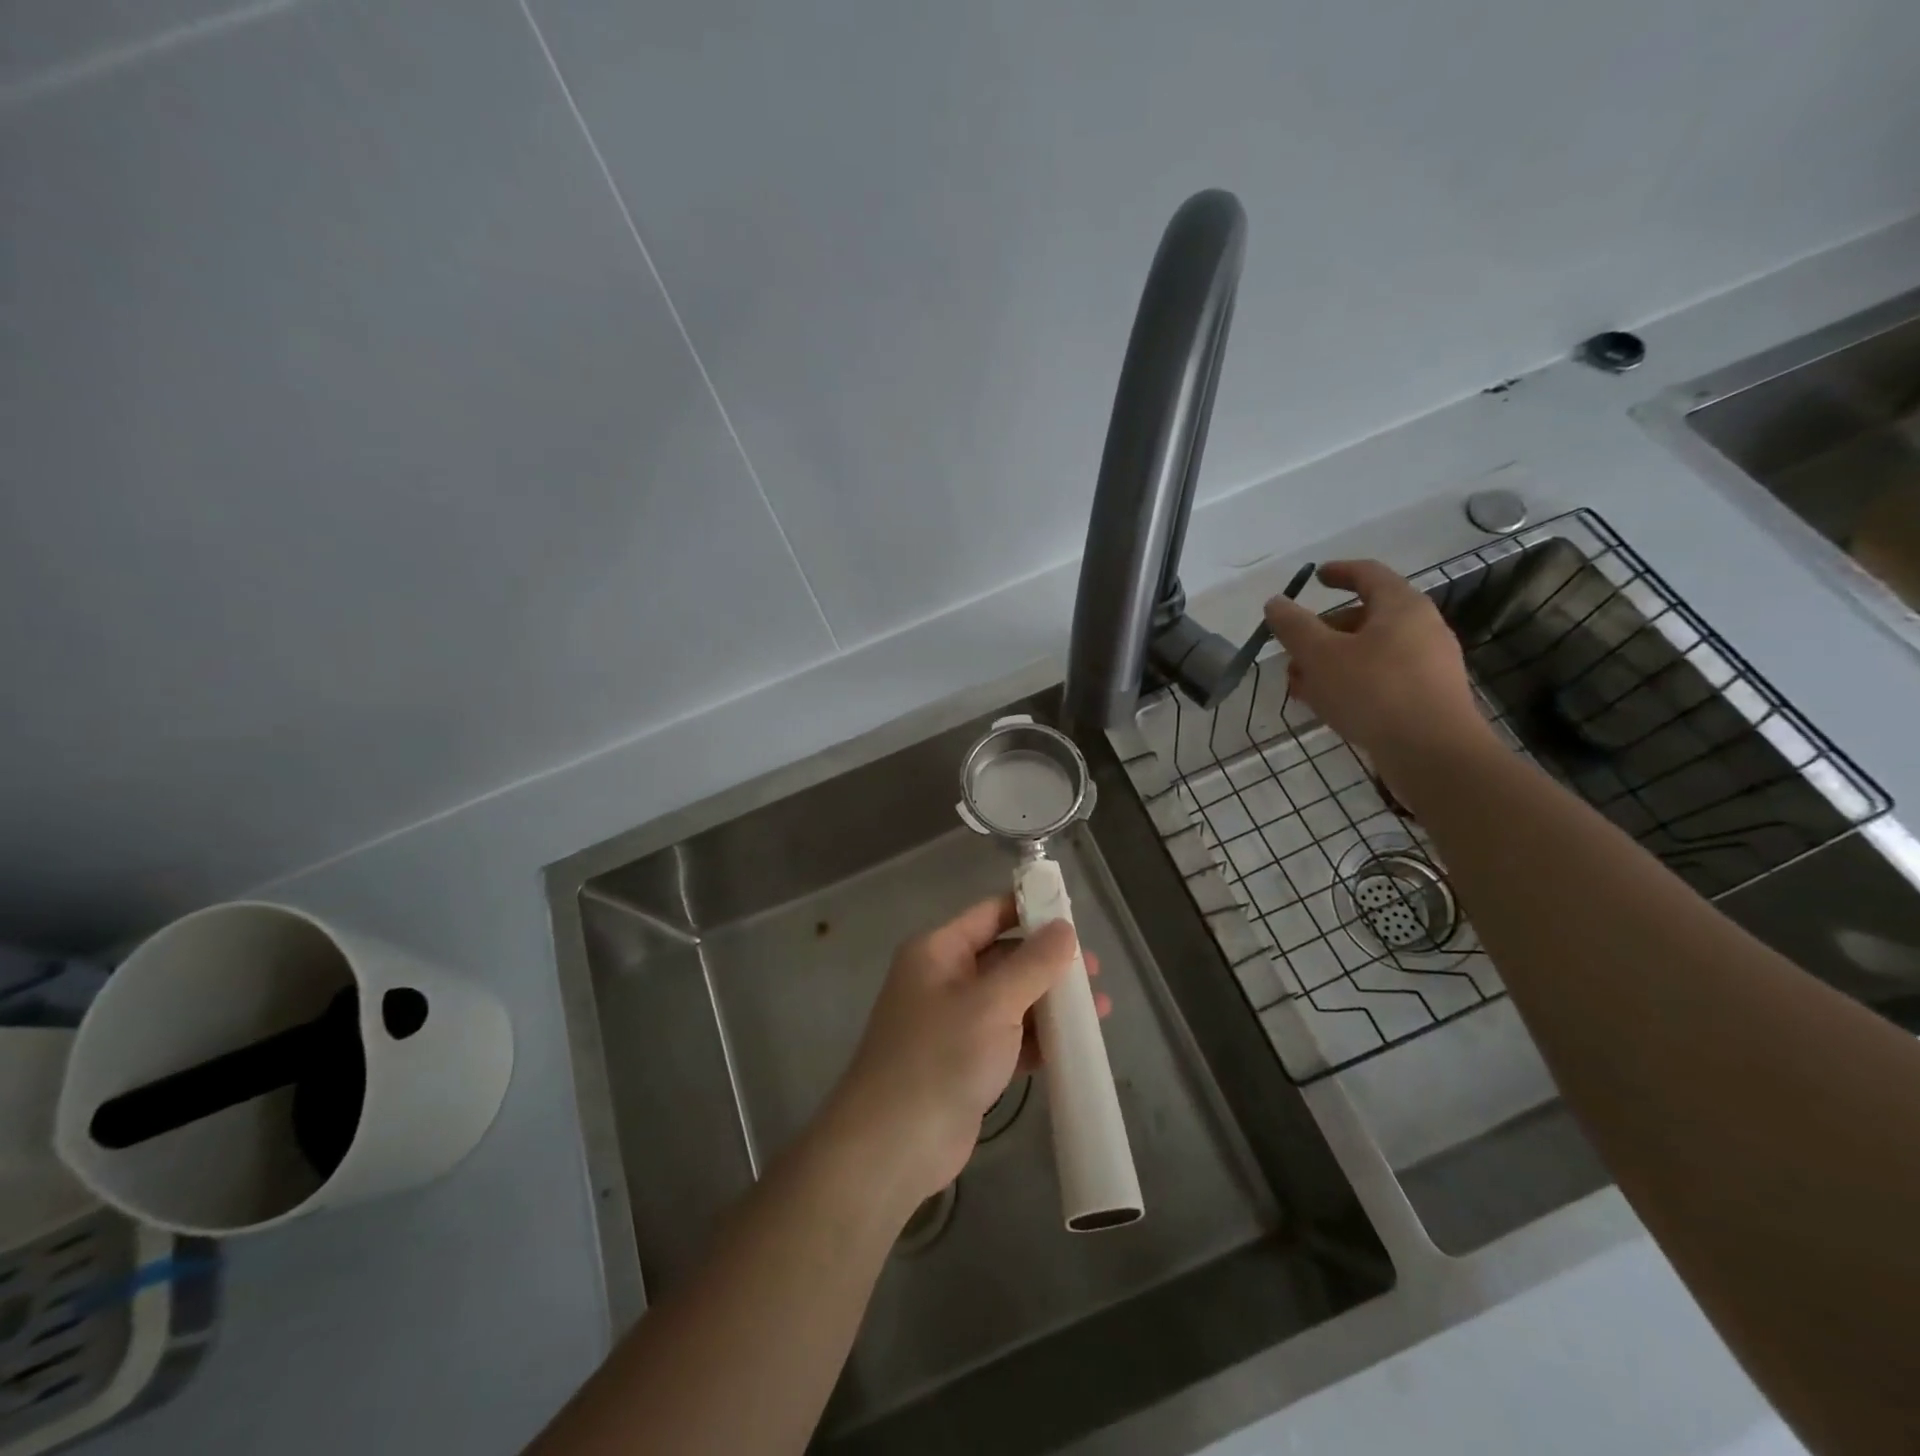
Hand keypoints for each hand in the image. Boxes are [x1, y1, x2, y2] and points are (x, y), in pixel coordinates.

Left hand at [822, 896, 1103, 1219]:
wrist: (893, 1145)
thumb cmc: (940, 1057)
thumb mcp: (992, 1003)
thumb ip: (1033, 964)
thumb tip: (1064, 928)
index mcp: (938, 951)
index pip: (990, 914)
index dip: (1031, 910)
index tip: (1075, 918)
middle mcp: (944, 979)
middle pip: (1005, 958)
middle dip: (1049, 964)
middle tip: (1094, 973)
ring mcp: (955, 1023)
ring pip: (1011, 1000)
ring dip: (1050, 1004)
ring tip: (1098, 1010)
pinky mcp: (967, 1062)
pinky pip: (1010, 1038)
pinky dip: (1039, 1039)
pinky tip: (1076, 1046)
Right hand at [1263, 560, 1492, 783]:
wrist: (1433, 753)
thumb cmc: (1374, 691)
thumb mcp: (1320, 655)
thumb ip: (1294, 626)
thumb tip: (1276, 603)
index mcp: (1401, 607)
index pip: (1368, 574)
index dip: (1338, 572)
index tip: (1315, 576)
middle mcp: (1421, 628)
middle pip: (1364, 618)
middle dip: (1322, 633)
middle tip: (1293, 653)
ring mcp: (1428, 664)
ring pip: (1368, 652)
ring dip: (1330, 663)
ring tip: (1301, 687)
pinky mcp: (1427, 697)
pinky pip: (1380, 678)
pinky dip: (1350, 683)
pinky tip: (1328, 707)